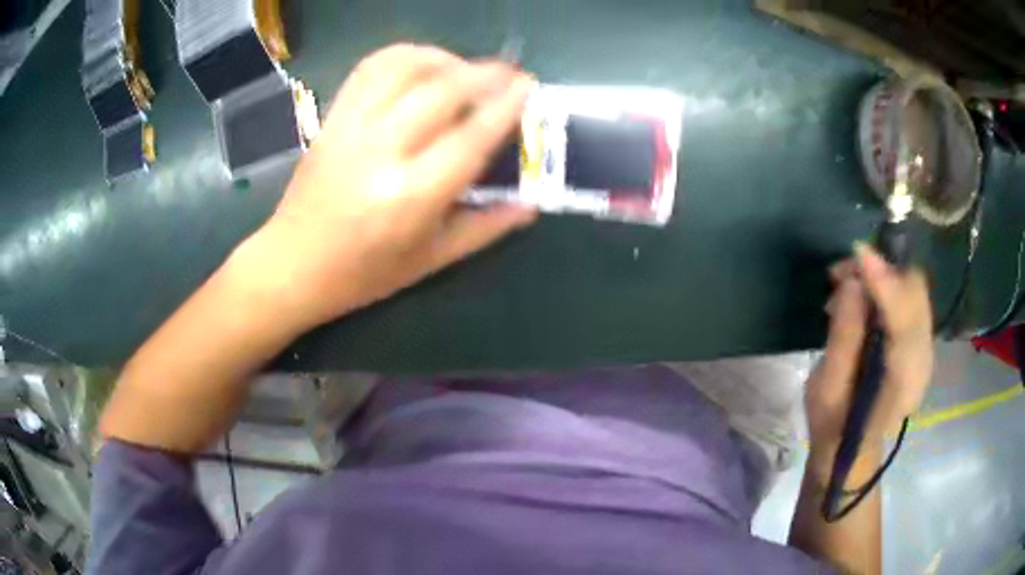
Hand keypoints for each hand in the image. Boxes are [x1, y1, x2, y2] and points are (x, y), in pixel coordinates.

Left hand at [240, 44, 537, 332]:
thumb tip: (532, 204)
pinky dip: (404, 55)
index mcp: (410, 198)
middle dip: (484, 74)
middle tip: (509, 74)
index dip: (504, 106)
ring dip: (446, 58)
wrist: (292, 264)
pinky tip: (423, 65)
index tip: (528, 86)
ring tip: (466, 69)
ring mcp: (351, 129)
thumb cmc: (363, 274)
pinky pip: (370, 68)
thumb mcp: (430, 262)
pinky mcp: (332, 118)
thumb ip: (485, 229)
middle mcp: (381, 153)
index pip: (470, 138)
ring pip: (405, 68)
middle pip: (442, 91)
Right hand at [805, 243, 932, 470]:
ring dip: (884, 276)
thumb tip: (852, 284)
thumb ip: (843, 337)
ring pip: (915, 291)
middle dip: (883, 270)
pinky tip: (864, 298)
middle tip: (844, 273)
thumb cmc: (834, 428)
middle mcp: (923, 360)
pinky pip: (910, 300)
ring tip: (847, 285)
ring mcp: (925, 350)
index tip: (859, 254)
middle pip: (916, 294)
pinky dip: (888, 287)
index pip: (905, 318)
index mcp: (901, 381)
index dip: (885, 281)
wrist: (852, 453)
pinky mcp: (920, 343)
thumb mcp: (827, 390)